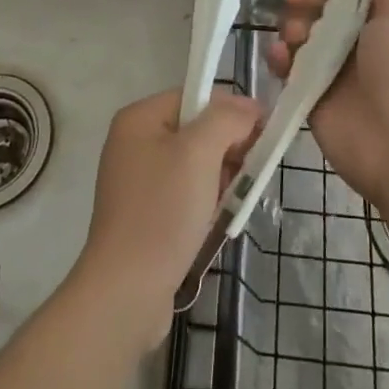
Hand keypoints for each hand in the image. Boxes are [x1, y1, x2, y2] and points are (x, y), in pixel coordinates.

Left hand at [72, 87, 260, 351]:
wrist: (126, 292)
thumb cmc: (163, 211)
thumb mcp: (200, 153)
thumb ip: (227, 119)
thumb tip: (249, 107)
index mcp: (139, 118)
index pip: (195, 96)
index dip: (231, 110)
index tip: (262, 134)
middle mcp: (133, 143)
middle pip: (195, 130)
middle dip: (227, 148)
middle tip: (251, 172)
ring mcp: (137, 182)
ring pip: (193, 165)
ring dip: (220, 178)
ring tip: (235, 200)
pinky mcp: (144, 216)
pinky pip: (184, 194)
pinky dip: (205, 202)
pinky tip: (217, 220)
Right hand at [268, 0, 388, 205]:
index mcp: (381, 19)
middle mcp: (356, 40)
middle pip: (321, 2)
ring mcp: (332, 68)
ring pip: (301, 31)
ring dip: (293, 24)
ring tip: (296, 36)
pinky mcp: (311, 95)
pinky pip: (288, 66)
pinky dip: (281, 57)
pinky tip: (281, 57)